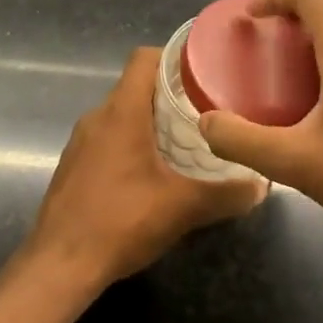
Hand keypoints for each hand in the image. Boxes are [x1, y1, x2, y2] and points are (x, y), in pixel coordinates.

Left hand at [24, 47, 265, 286]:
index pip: (144, 58)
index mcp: (121, 113)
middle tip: (208, 109)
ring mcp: (80, 143)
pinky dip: (132, 144)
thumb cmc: (121, 222)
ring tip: (186, 140)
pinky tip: (154, 173)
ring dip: (151, 121)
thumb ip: (227, 194)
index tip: (205, 71)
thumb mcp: (183, 208)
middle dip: (171, 93)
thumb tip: (262, 185)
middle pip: (136, 87)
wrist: (59, 266)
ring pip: (121, 115)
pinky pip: (108, 140)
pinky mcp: (73, 167)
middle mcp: (96, 118)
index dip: (174, 56)